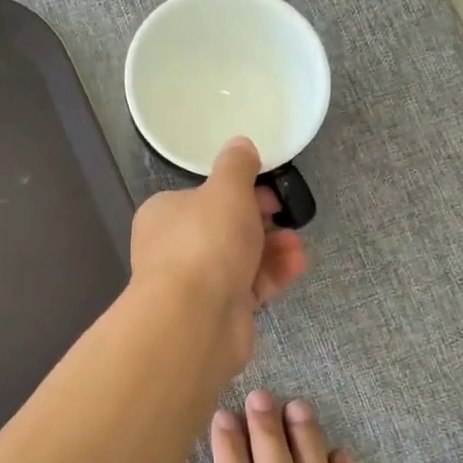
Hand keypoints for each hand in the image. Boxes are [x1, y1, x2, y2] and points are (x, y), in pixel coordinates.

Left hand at [129, 138, 306, 372]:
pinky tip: (296, 265)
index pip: (202, 197)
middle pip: (224, 228)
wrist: (195, 318)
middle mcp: (175, 248)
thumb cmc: (206, 241)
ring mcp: (196, 283)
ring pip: (240, 259)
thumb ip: (237, 166)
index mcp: (165, 215)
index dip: (237, 191)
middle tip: (286, 215)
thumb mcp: (226, 189)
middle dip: (261, 221)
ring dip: (273, 248)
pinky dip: (273, 275)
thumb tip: (240, 144)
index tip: (267, 189)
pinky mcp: (218, 311)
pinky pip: (250, 286)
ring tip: (297, 244)